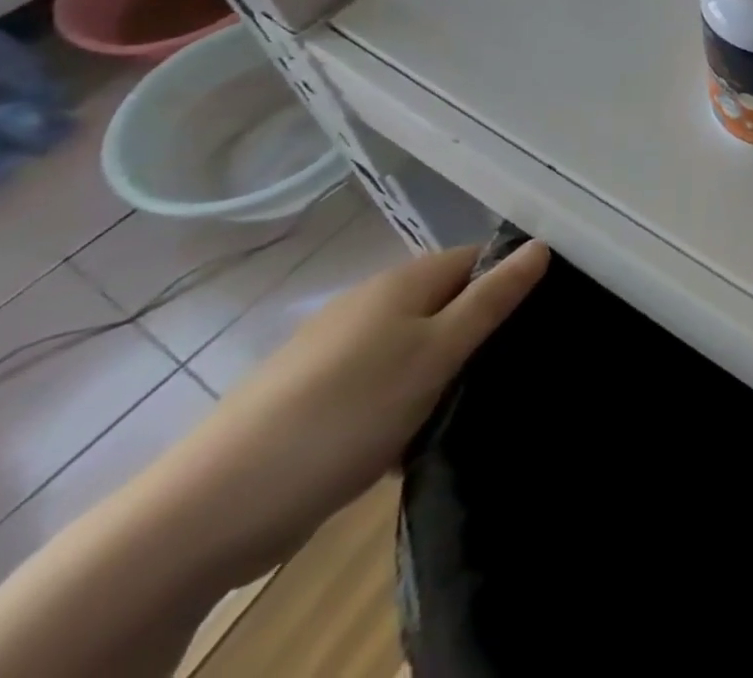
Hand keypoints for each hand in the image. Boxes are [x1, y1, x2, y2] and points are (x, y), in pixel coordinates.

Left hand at [152, 240, 549, 583]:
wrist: (212, 508)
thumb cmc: (346, 413)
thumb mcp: (437, 353)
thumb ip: (492, 299)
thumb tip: (541, 244)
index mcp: (402, 281)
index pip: (477, 258)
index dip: (511, 280)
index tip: (538, 318)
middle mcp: (370, 302)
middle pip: (446, 301)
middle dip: (477, 333)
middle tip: (505, 370)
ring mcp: (337, 348)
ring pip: (415, 346)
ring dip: (441, 373)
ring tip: (464, 409)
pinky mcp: (315, 395)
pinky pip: (382, 382)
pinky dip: (403, 402)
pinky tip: (411, 439)